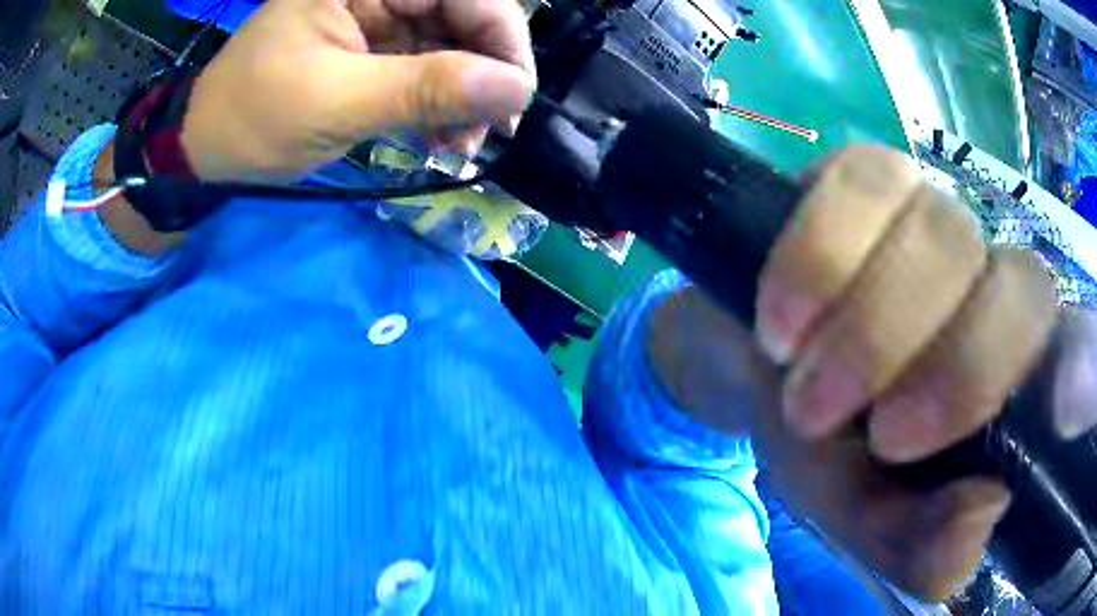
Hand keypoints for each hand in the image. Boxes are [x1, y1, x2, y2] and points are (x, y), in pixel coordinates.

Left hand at [180, 0, 535, 182]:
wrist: (206, 146)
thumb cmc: (253, 117)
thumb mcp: (335, 102)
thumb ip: (424, 90)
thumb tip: (515, 90)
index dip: (501, 35)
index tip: (514, 96)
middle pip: (464, 14)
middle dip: (483, 72)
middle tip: (489, 130)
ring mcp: (379, 17)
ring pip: (452, 44)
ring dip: (464, 96)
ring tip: (459, 144)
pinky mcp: (375, 48)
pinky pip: (428, 68)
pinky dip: (440, 104)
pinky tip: (439, 137)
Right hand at [649, 146, 1092, 600]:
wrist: (752, 369)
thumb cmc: (821, 448)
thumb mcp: (864, 518)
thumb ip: (922, 546)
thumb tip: (988, 509)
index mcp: (1010, 377)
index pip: (1079, 352)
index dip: (1086, 373)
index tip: (1056, 419)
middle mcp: (992, 282)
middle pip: (1020, 291)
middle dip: (945, 368)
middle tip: (848, 423)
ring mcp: (932, 215)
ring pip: (944, 231)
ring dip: (870, 318)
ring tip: (794, 368)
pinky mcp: (865, 178)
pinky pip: (860, 183)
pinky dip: (819, 255)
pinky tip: (782, 312)